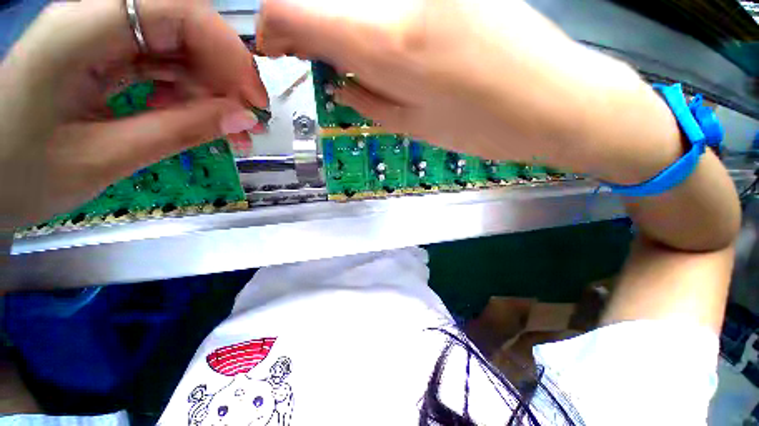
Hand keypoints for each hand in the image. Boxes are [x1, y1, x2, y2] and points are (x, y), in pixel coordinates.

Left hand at [0, 0, 267, 229]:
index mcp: (82, 31)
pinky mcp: (101, 60)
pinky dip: (188, 95)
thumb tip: (243, 117)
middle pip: (183, 29)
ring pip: (177, 51)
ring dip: (211, 91)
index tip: (254, 101)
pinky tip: (197, 122)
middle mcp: (94, 21)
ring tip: (233, 132)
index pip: (179, 11)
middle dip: (225, 76)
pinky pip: (160, 68)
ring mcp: (98, 40)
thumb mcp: (104, 158)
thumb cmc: (21, 176)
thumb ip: (179, 130)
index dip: (228, 52)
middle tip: (248, 121)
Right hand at [258, 0, 678, 183]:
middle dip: (311, 29)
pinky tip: (398, 48)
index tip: (275, 46)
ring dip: (348, 29)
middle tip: (319, 60)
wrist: (556, 101)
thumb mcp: (417, 128)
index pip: (297, 10)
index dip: (275, 27)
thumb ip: (371, 101)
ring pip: (363, 1)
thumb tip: (340, 84)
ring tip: (363, 64)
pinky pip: (396, 0)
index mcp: (389, 44)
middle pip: (328, 0)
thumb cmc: (486, 127)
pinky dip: (380, 22)